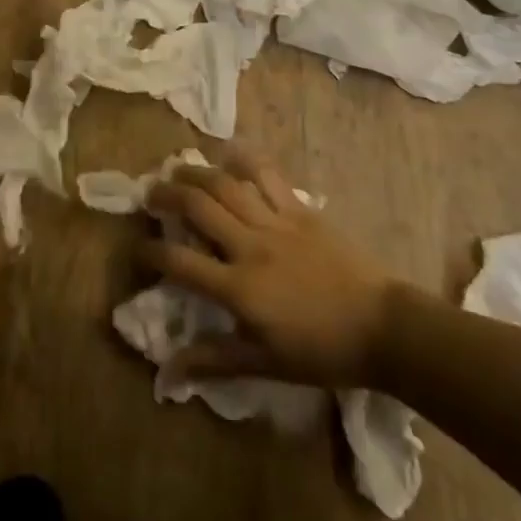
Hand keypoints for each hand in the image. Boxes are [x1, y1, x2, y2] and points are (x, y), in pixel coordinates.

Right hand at [142, 151, 392, 389]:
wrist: (382, 326)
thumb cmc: (322, 351)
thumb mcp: (265, 364)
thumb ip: (214, 360)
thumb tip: (168, 369)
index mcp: (239, 288)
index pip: (181, 264)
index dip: (152, 254)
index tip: (138, 249)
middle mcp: (250, 246)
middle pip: (197, 208)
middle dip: (166, 196)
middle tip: (150, 193)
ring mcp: (276, 222)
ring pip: (226, 185)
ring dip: (196, 173)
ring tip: (178, 169)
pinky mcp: (300, 210)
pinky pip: (267, 176)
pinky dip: (245, 159)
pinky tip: (229, 151)